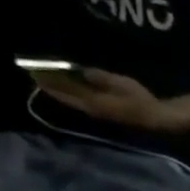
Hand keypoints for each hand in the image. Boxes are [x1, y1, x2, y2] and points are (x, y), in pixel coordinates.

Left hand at [30, 67, 175, 131]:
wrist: (156, 119)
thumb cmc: (141, 100)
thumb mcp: (121, 84)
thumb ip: (101, 78)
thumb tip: (81, 71)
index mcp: (95, 102)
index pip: (68, 91)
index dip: (51, 82)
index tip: (35, 73)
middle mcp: (93, 110)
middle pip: (67, 98)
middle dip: (51, 87)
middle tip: (34, 76)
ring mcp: (98, 113)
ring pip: (73, 101)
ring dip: (59, 92)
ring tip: (45, 82)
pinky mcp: (104, 112)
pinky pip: (81, 102)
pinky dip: (71, 95)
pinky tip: (67, 90)